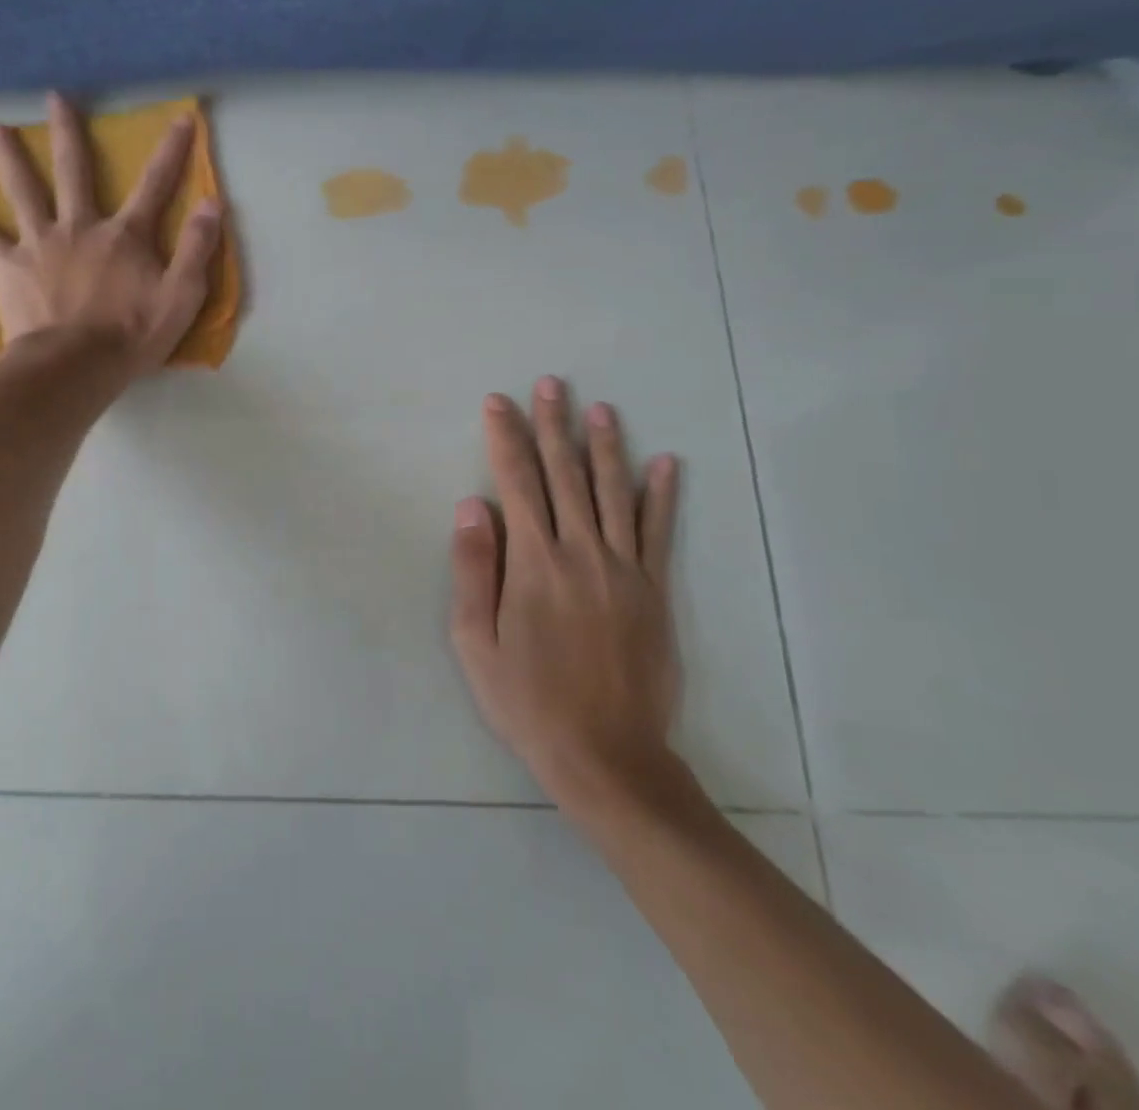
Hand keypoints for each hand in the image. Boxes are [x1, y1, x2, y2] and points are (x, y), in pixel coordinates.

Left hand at [0, 93, 222, 372]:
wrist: (74, 367)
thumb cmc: (131, 336)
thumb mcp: (181, 297)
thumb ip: (197, 249)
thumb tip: (212, 203)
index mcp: (124, 236)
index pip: (155, 186)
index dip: (172, 152)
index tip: (181, 118)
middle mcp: (80, 227)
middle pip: (74, 172)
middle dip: (69, 133)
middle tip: (55, 98)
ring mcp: (40, 244)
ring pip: (22, 191)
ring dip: (9, 157)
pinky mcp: (10, 267)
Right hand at [449, 379, 683, 808]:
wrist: (606, 755)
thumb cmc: (527, 700)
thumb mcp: (475, 642)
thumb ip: (474, 570)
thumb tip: (472, 505)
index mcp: (535, 563)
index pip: (517, 483)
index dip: (505, 438)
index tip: (498, 402)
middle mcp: (581, 553)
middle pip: (565, 475)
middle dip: (553, 426)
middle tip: (551, 384)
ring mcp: (625, 570)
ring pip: (613, 493)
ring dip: (605, 446)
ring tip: (600, 408)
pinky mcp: (655, 592)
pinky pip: (659, 533)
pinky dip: (662, 496)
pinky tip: (666, 463)